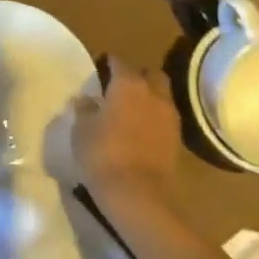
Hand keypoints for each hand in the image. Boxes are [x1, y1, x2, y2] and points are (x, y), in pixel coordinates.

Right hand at [71, 57, 182, 220]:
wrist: (140, 197)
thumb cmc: (103, 155)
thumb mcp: (81, 130)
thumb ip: (85, 109)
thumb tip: (86, 99)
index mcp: (128, 83)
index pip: (118, 62)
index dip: (108, 64)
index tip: (99, 70)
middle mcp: (153, 93)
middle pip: (149, 74)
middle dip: (137, 76)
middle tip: (120, 88)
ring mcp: (169, 117)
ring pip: (161, 95)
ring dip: (149, 97)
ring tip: (131, 110)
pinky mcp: (177, 140)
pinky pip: (165, 118)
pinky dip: (154, 118)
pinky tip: (140, 130)